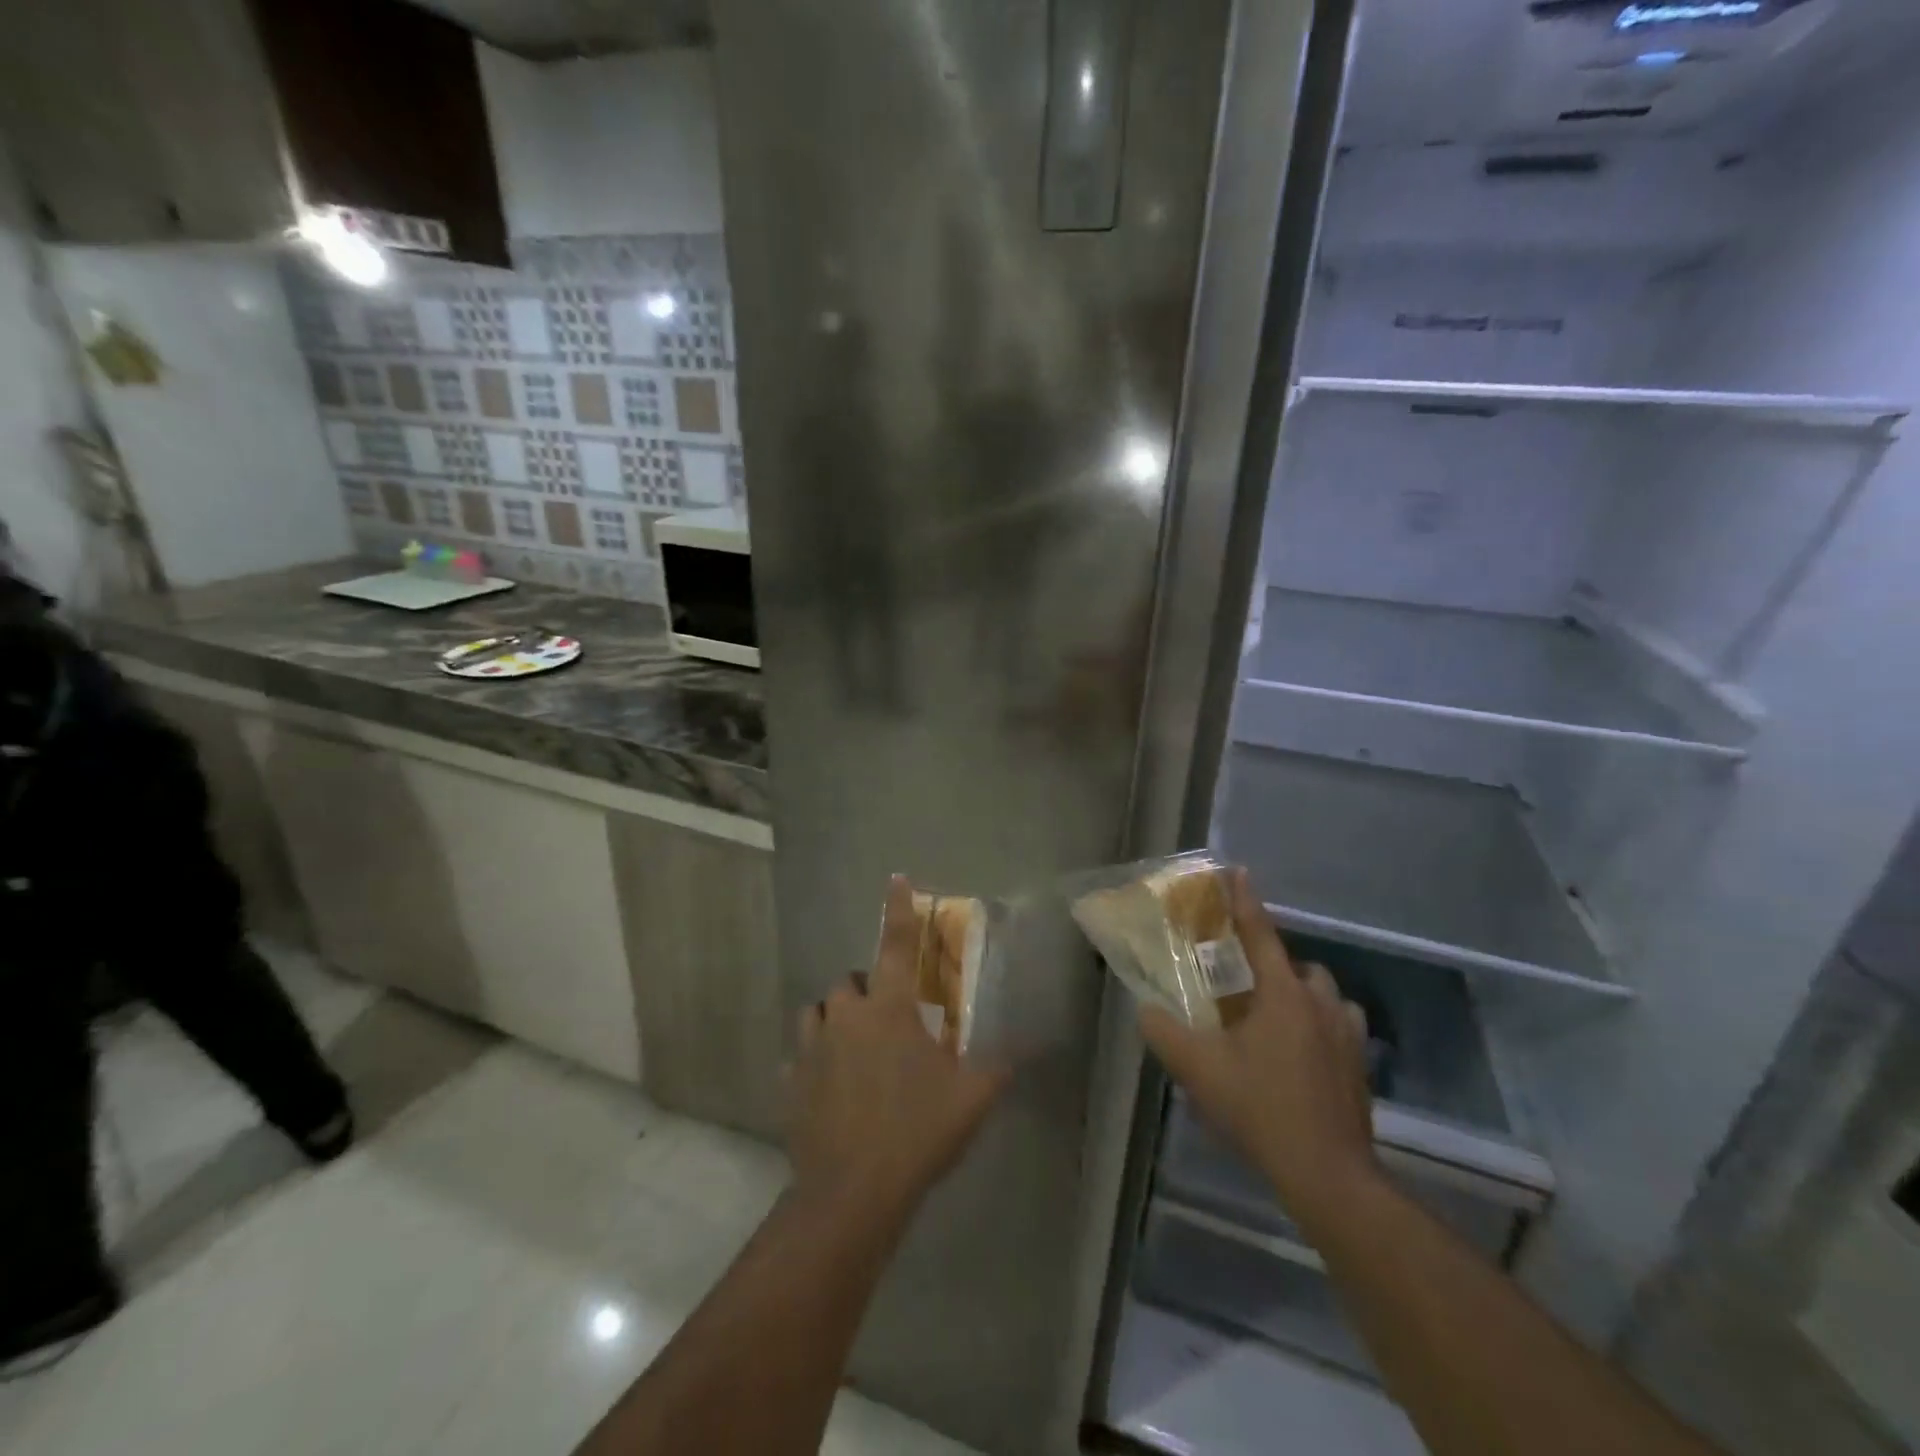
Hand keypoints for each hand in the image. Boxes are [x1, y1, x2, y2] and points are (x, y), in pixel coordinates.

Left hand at [789, 877, 1010, 1216]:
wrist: (853, 1194)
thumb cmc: (917, 1133)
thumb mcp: (971, 1098)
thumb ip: (997, 1066)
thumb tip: (1022, 1049)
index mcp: (888, 1009)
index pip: (895, 944)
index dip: (898, 909)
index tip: (896, 879)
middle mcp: (844, 1017)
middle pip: (849, 982)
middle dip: (867, 991)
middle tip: (889, 1021)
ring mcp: (811, 1049)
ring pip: (818, 1012)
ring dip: (835, 1020)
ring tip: (854, 1048)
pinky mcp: (790, 1082)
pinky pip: (800, 1057)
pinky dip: (814, 1062)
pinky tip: (829, 1088)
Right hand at [1139, 868, 1380, 1235]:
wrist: (1328, 1172)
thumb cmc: (1261, 1108)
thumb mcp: (1198, 1070)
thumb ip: (1164, 1033)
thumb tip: (1145, 1009)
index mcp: (1282, 994)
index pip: (1260, 934)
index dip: (1245, 901)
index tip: (1239, 871)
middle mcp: (1319, 1002)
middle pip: (1297, 965)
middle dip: (1273, 964)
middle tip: (1245, 986)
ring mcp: (1346, 1033)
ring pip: (1322, 994)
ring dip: (1300, 994)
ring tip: (1274, 1019)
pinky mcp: (1360, 1063)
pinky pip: (1339, 1025)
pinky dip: (1320, 1024)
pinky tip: (1303, 1051)